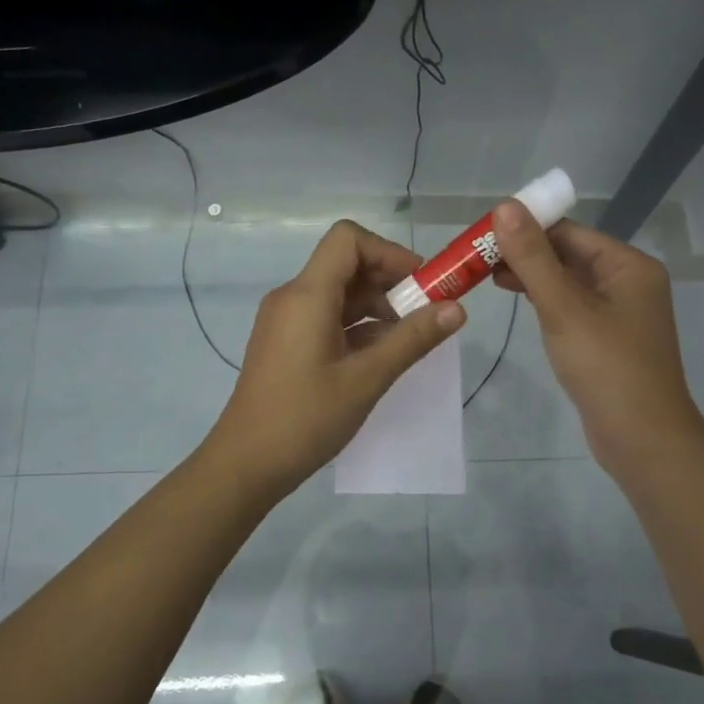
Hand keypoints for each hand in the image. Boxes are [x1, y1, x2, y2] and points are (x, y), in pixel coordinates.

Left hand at [205, 220, 465, 497]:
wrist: (246, 464)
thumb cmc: (305, 419)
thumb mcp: (367, 379)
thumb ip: (412, 339)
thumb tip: (457, 309)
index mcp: (307, 295)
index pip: (348, 239)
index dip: (389, 252)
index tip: (420, 285)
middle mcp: (292, 297)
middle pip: (346, 264)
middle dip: (390, 281)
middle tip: (426, 314)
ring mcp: (287, 320)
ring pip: (339, 293)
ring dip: (377, 306)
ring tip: (408, 339)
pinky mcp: (286, 342)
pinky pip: (327, 316)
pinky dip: (357, 326)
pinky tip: (381, 355)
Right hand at [491, 202, 703, 476]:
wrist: (643, 440)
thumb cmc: (606, 367)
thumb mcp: (563, 308)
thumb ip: (532, 257)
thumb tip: (505, 206)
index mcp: (628, 266)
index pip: (569, 232)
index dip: (526, 229)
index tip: (483, 236)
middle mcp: (629, 282)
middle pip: (569, 254)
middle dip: (525, 254)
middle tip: (478, 259)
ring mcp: (620, 312)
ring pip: (568, 282)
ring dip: (532, 276)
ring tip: (488, 278)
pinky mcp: (608, 338)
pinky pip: (572, 306)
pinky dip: (546, 301)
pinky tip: (519, 303)